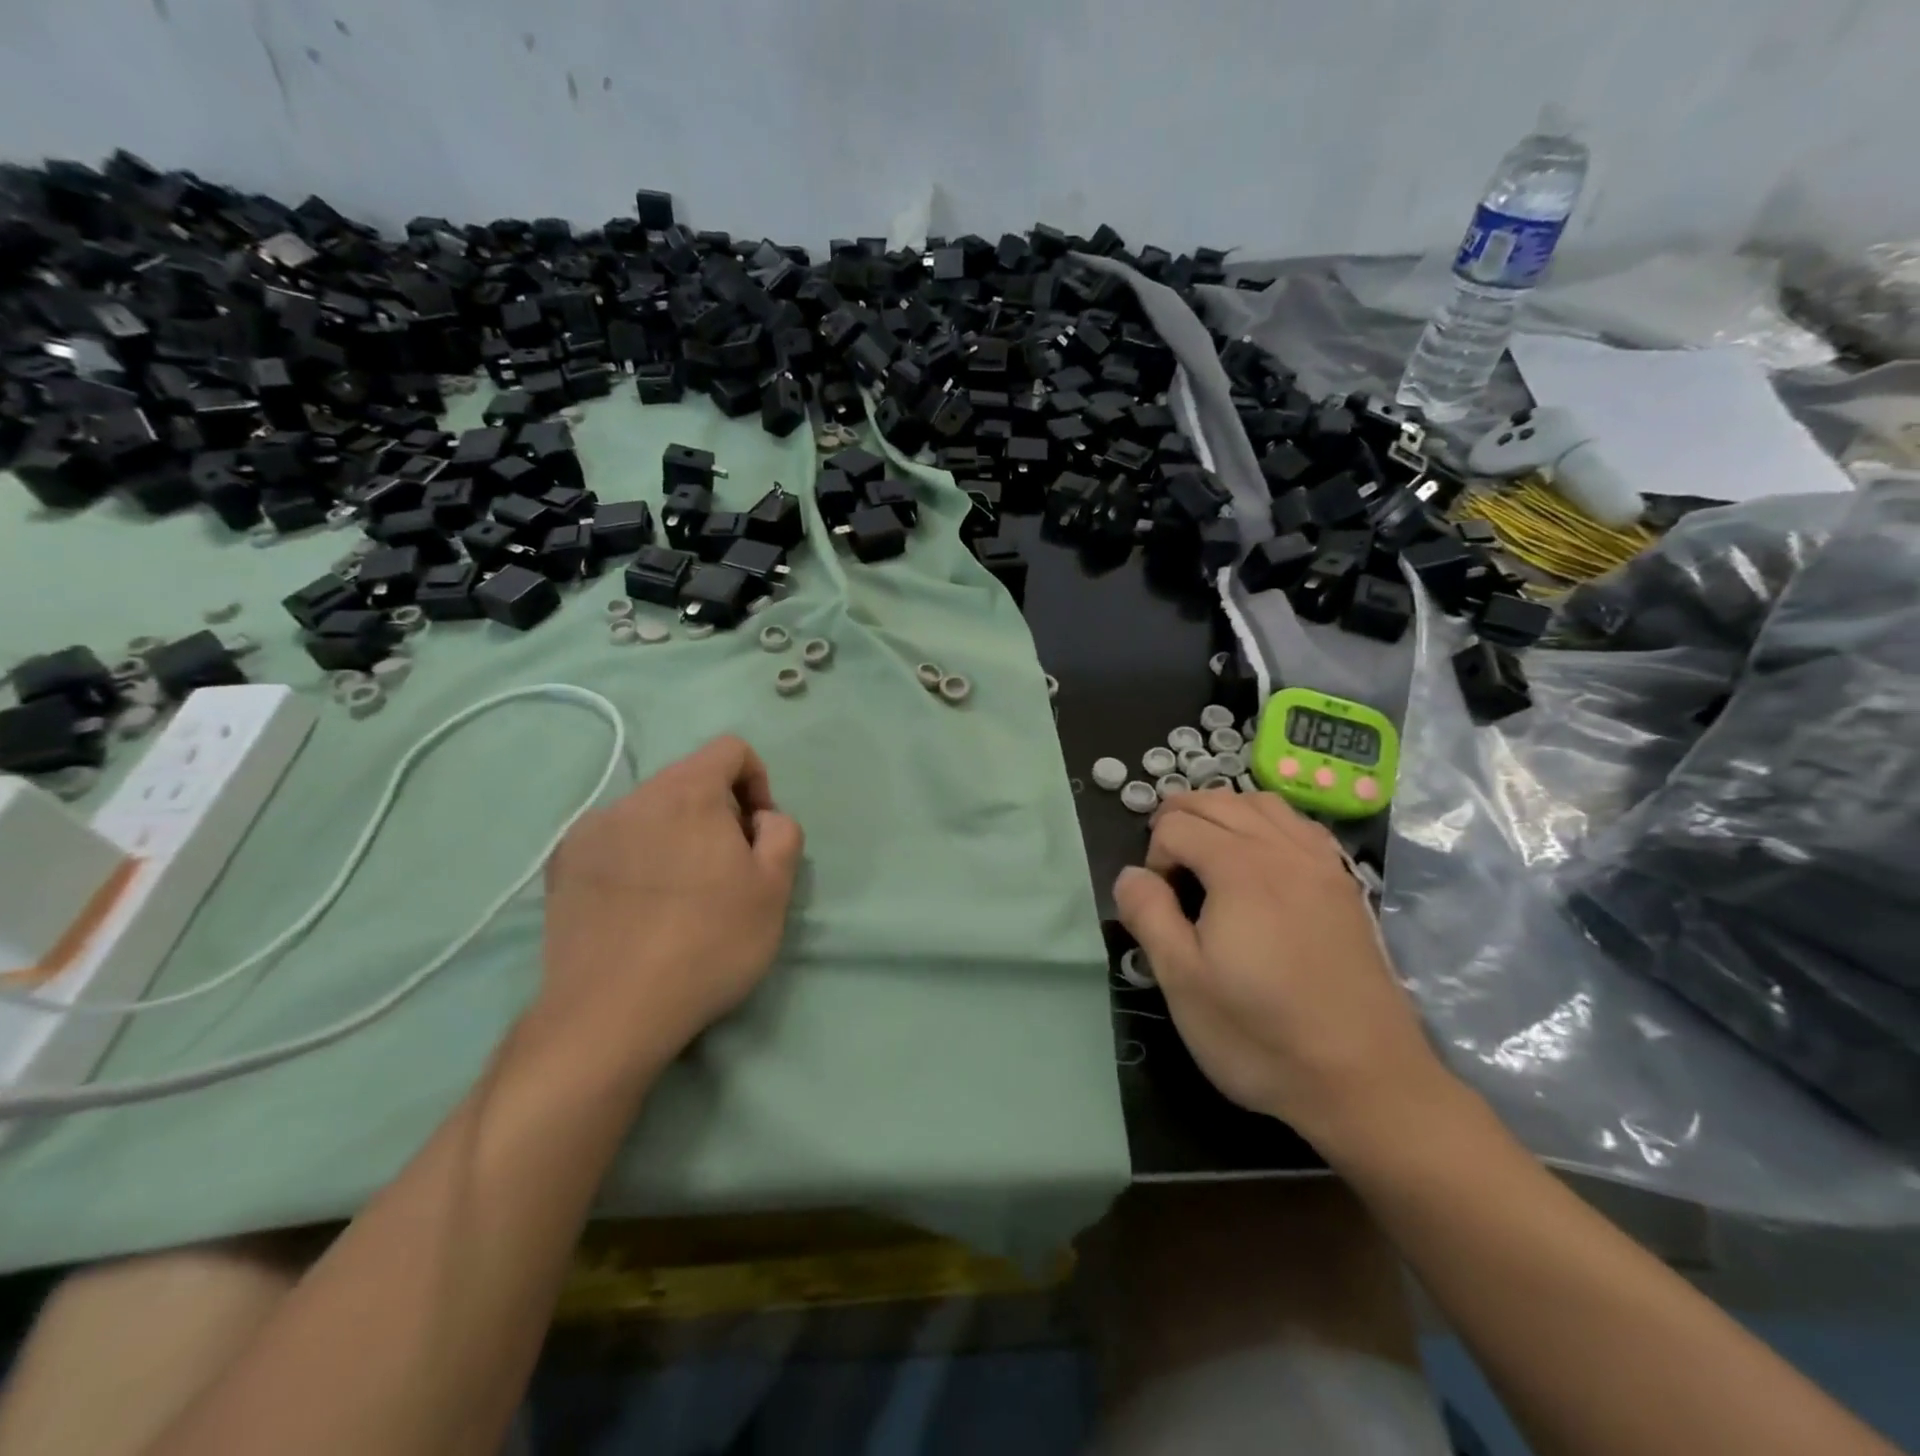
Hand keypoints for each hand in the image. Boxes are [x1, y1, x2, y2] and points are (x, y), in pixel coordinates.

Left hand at [537, 735, 804, 1076]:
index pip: (730, 750)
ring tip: (680, 895)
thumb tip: (760, 818)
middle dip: (718, 814)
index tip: (758, 833)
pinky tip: (639, 907)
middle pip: (689, 781)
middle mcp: (633, 798)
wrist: (611, 1013)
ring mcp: (589, 831)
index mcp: (687, 792)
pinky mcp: (561, 867)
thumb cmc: (708, 943)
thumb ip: (782, 832)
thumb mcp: (775, 888)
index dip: (757, 781)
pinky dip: (636, 857)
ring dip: (676, 835)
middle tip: (727, 871)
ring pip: (650, 813)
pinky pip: (613, 841)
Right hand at [1113, 790, 1450, 1154]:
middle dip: (1179, 819)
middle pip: (1218, 801)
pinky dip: (1267, 822)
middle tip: (1166, 868)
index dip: (1154, 856)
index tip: (1160, 906)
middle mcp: (1282, 850)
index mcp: (1239, 868)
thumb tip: (1130, 875)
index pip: (1177, 825)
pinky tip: (1261, 857)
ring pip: (1262, 803)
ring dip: (1224, 812)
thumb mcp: (1183, 982)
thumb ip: (1149, 915)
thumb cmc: (1261, 1034)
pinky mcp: (1345, 885)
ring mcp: (1322, 864)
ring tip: (1206, 850)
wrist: (1366, 1082)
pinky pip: (1300, 826)